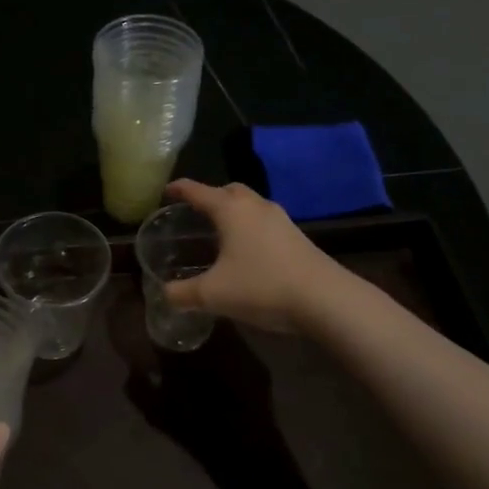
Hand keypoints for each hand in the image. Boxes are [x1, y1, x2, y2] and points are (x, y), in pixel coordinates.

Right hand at [162, 179, 341, 332]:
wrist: (324, 299)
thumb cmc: (261, 286)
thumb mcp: (213, 294)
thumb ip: (183, 293)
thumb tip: (164, 294)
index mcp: (231, 210)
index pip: (198, 191)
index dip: (179, 189)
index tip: (166, 190)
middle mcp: (256, 206)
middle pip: (229, 190)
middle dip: (210, 197)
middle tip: (194, 212)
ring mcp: (281, 220)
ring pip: (250, 206)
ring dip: (233, 213)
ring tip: (219, 232)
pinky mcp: (297, 237)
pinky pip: (265, 222)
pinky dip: (249, 228)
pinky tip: (246, 252)